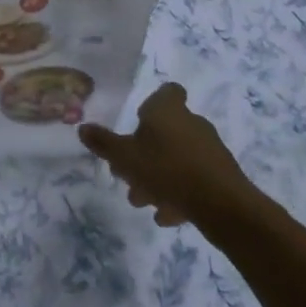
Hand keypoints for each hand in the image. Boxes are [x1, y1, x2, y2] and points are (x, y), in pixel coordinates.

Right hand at [78, 84, 258, 235]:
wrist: (222, 206)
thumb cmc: (167, 169)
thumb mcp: (124, 157)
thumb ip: (103, 143)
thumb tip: (82, 127)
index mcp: (168, 110)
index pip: (167, 91)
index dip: (153, 102)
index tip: (139, 120)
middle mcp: (192, 123)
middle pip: (166, 130)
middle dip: (146, 152)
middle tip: (129, 172)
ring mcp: (210, 150)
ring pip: (177, 158)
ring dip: (159, 176)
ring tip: (143, 200)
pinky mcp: (222, 176)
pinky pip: (193, 179)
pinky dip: (179, 193)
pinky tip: (166, 215)